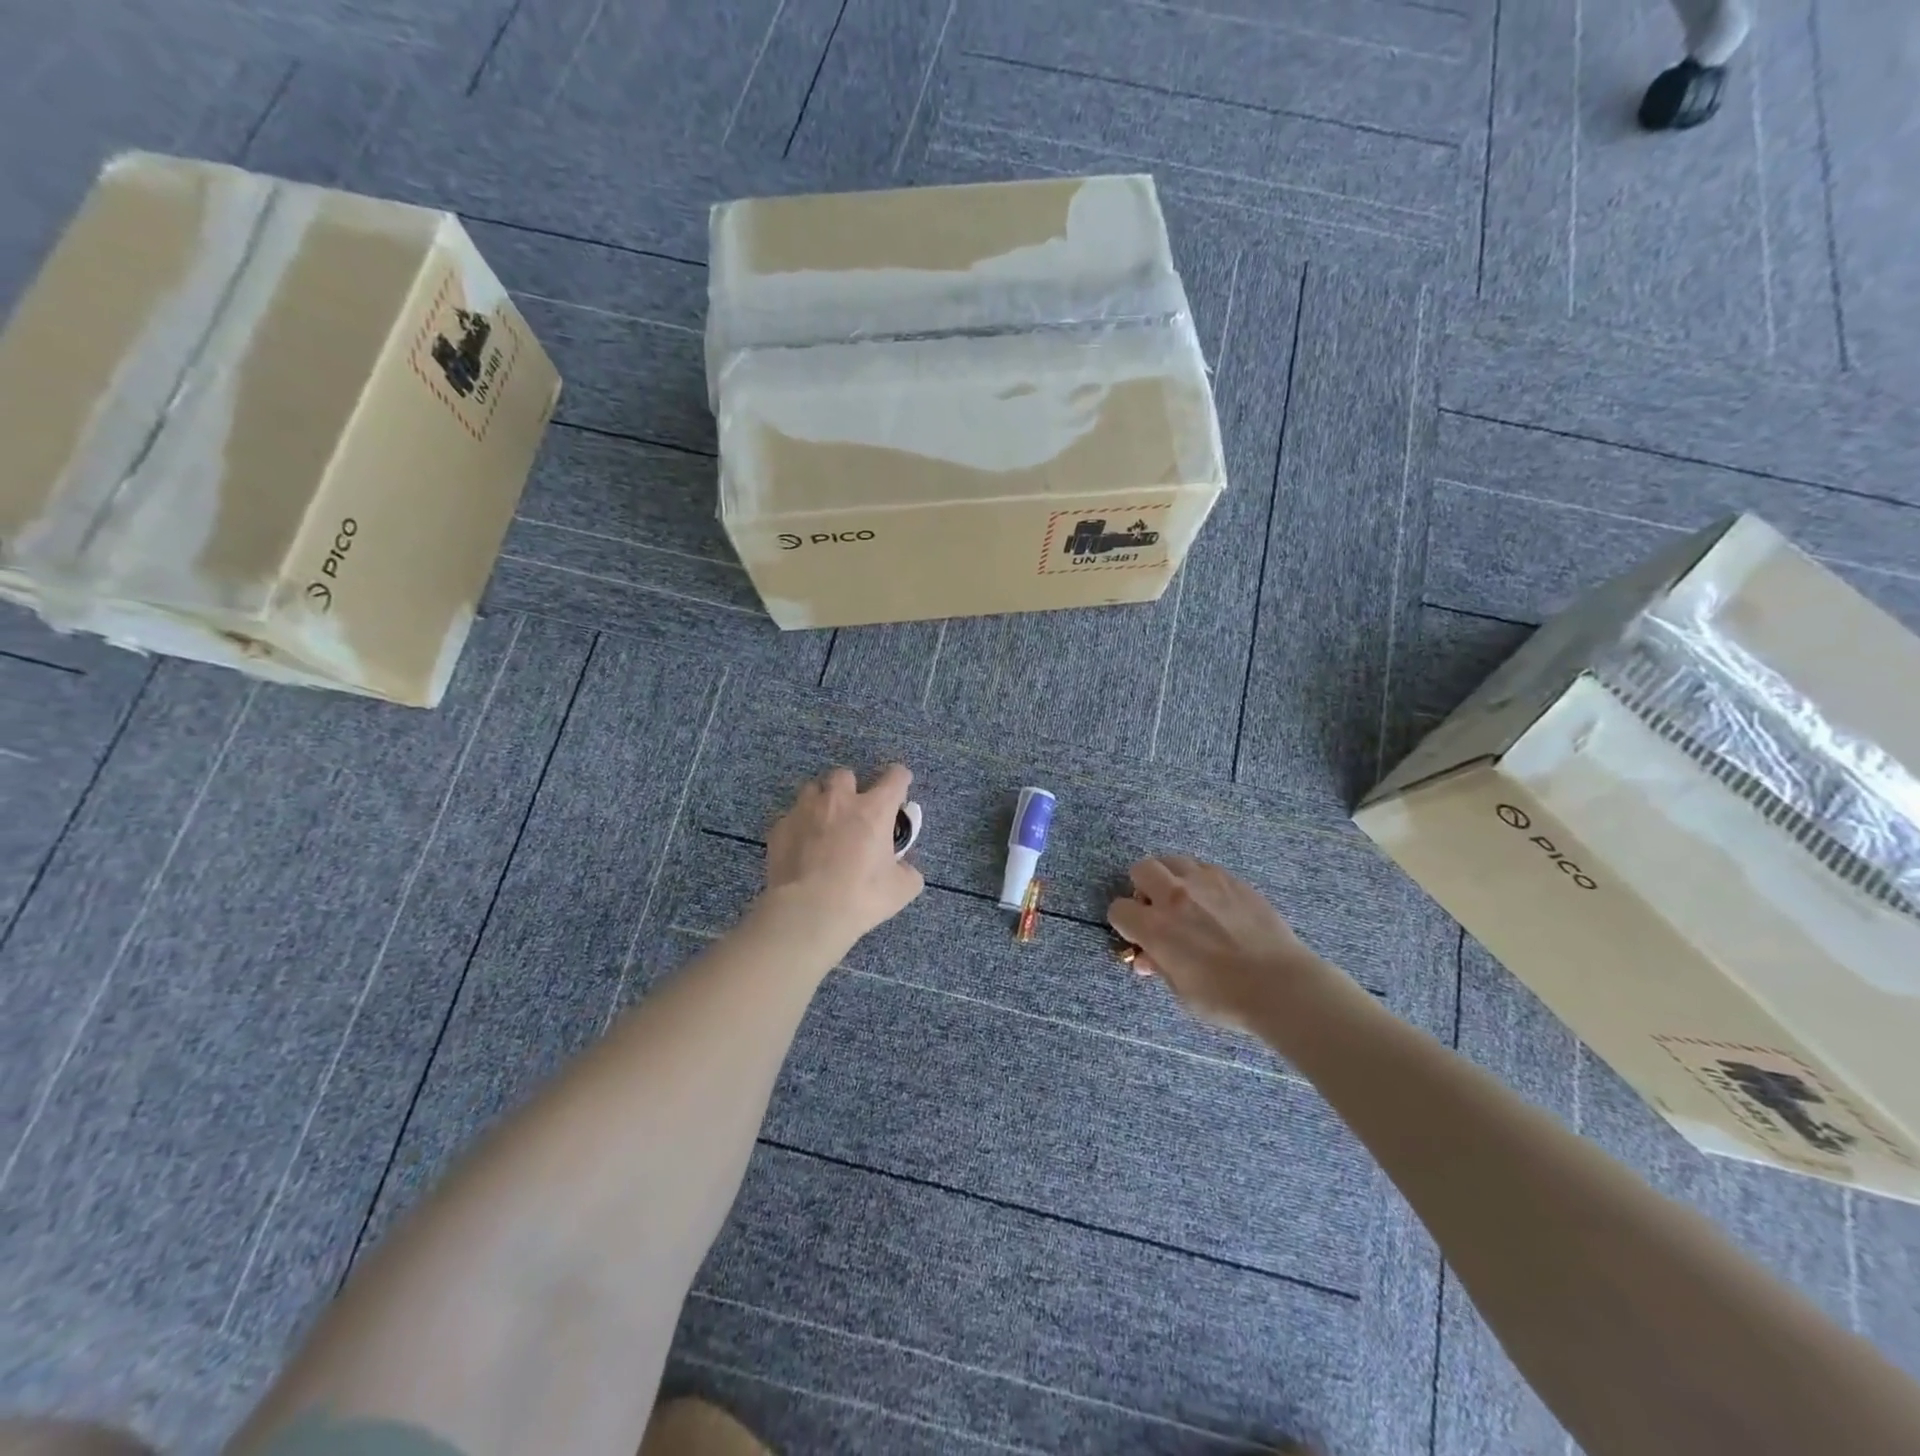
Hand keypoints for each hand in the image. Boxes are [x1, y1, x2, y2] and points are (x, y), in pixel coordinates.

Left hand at [763, 764, 923, 944]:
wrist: (807, 912)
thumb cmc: (861, 897)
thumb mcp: (901, 889)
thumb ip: (907, 871)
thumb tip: (903, 868)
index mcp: (874, 809)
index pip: (895, 777)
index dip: (900, 780)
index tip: (899, 793)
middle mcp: (839, 801)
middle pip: (846, 774)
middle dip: (852, 788)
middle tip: (855, 812)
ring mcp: (805, 811)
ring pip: (812, 789)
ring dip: (821, 801)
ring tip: (824, 824)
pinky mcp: (780, 828)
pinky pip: (791, 817)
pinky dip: (799, 827)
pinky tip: (801, 848)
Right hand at [1108, 857, 1321, 1028]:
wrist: (1282, 986)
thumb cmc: (1226, 999)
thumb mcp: (1182, 992)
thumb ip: (1159, 966)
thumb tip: (1146, 957)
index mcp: (1155, 927)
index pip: (1118, 909)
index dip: (1124, 924)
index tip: (1137, 936)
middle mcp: (1174, 896)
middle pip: (1141, 869)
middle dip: (1142, 887)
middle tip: (1156, 909)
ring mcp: (1205, 882)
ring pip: (1173, 860)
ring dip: (1170, 877)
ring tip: (1184, 900)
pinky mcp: (1232, 880)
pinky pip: (1204, 867)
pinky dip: (1199, 880)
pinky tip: (1213, 903)